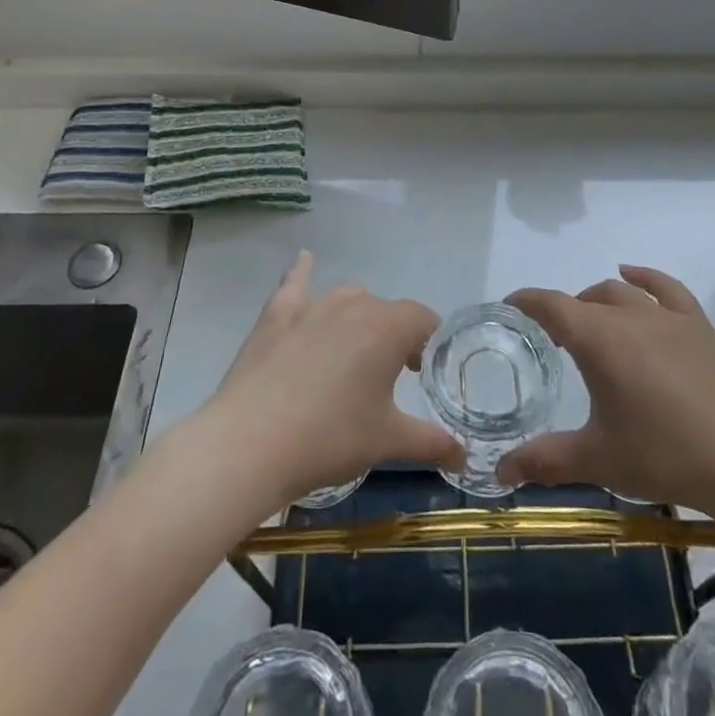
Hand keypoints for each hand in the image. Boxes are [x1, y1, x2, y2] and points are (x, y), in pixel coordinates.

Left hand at [203, 251, 459, 508]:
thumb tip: (463, 455)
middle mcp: (354, 304)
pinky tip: (304, 260)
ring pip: (347, 298)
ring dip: (357, 317)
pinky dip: (302, 272)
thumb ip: (431, 442)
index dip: (428, 343)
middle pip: (385, 310)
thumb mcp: (387, 442)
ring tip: (352, 351)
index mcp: (387, 328)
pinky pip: (295, 282)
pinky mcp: (276, 313)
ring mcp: (312, 305)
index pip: (422, 319)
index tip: (421, 371)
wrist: (251, 443)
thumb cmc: (330, 438)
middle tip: (387, 375)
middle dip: (393, 335)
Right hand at [499, 266, 714, 533]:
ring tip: (590, 322)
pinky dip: (644, 277)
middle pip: (585, 300)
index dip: (526, 302)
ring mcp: (668, 317)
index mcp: (600, 341)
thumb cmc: (666, 456)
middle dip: (563, 313)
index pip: (551, 306)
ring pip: (621, 292)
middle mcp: (629, 316)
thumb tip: (498, 473)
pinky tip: (633, 276)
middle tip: (553, 343)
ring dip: (597, 300)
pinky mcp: (698, 325)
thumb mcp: (599, 460)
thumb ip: (545, 461)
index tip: (509, 307)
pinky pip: (666, 287)